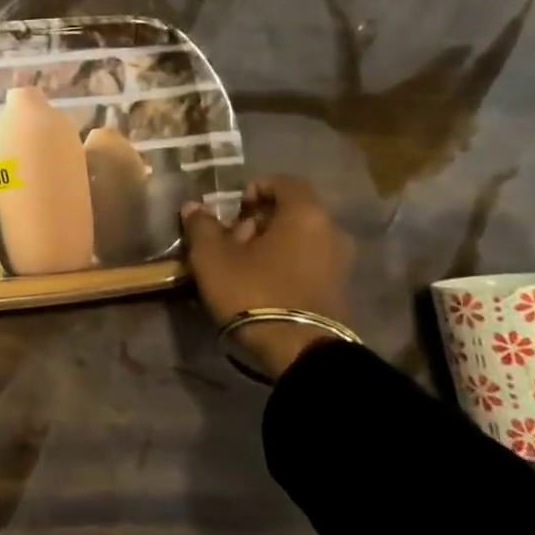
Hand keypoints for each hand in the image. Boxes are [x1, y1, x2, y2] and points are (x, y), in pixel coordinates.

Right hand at [182, 176, 355, 380]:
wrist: (300, 352)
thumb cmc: (255, 291)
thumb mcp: (213, 257)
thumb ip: (202, 226)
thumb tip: (194, 207)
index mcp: (305, 214)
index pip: (284, 182)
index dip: (255, 189)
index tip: (232, 208)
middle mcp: (331, 232)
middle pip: (293, 212)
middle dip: (259, 220)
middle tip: (231, 239)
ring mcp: (340, 264)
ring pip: (301, 240)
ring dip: (272, 245)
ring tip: (241, 265)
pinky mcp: (339, 291)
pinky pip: (309, 263)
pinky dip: (286, 265)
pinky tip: (261, 284)